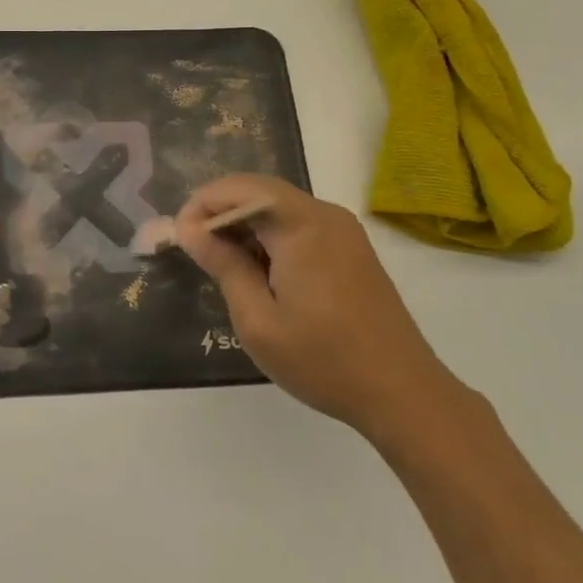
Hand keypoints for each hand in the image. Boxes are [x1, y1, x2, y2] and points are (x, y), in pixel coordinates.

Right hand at [175, 175, 463, 446]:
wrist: (403, 393)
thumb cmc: (323, 359)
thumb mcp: (258, 319)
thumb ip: (223, 265)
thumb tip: (190, 228)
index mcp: (302, 225)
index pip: (240, 188)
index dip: (202, 204)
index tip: (179, 238)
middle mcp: (325, 214)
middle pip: (259, 191)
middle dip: (220, 211)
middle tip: (194, 248)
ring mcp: (343, 230)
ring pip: (278, 206)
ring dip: (244, 223)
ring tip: (220, 261)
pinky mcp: (351, 248)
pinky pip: (299, 223)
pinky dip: (269, 234)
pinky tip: (258, 269)